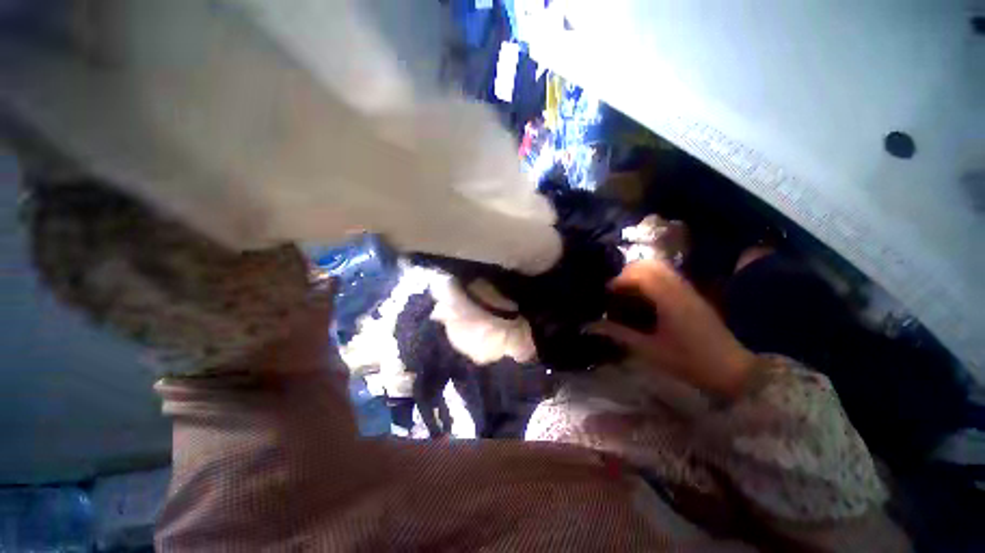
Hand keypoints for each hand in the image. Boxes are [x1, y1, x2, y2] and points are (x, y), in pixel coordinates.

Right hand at [590, 259, 755, 398]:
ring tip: (625, 291)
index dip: (618, 280)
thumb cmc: (689, 362)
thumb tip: (590, 326)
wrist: (733, 370)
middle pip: (649, 264)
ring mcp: (688, 289)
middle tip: (614, 289)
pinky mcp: (692, 294)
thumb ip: (619, 334)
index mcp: (669, 300)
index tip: (605, 292)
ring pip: (659, 267)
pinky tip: (642, 297)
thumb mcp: (649, 350)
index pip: (640, 275)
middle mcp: (679, 288)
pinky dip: (649, 279)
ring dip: (638, 274)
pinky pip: (667, 276)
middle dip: (626, 272)